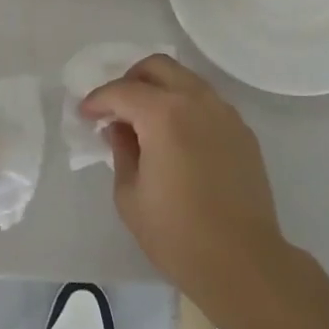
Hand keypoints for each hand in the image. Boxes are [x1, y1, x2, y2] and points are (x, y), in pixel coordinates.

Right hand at [81, 55, 290, 314]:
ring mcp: (225, 113)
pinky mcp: (242, 131)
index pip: (122, 91)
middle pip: (158, 67)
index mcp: (165, 114)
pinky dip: (185, 105)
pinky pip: (207, 102)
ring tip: (144, 120)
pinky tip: (176, 137)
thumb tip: (120, 129)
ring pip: (186, 79)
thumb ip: (121, 151)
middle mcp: (197, 101)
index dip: (98, 100)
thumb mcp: (130, 195)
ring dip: (160, 89)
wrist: (242, 261)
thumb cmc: (177, 234)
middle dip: (130, 80)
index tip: (86, 115)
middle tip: (115, 107)